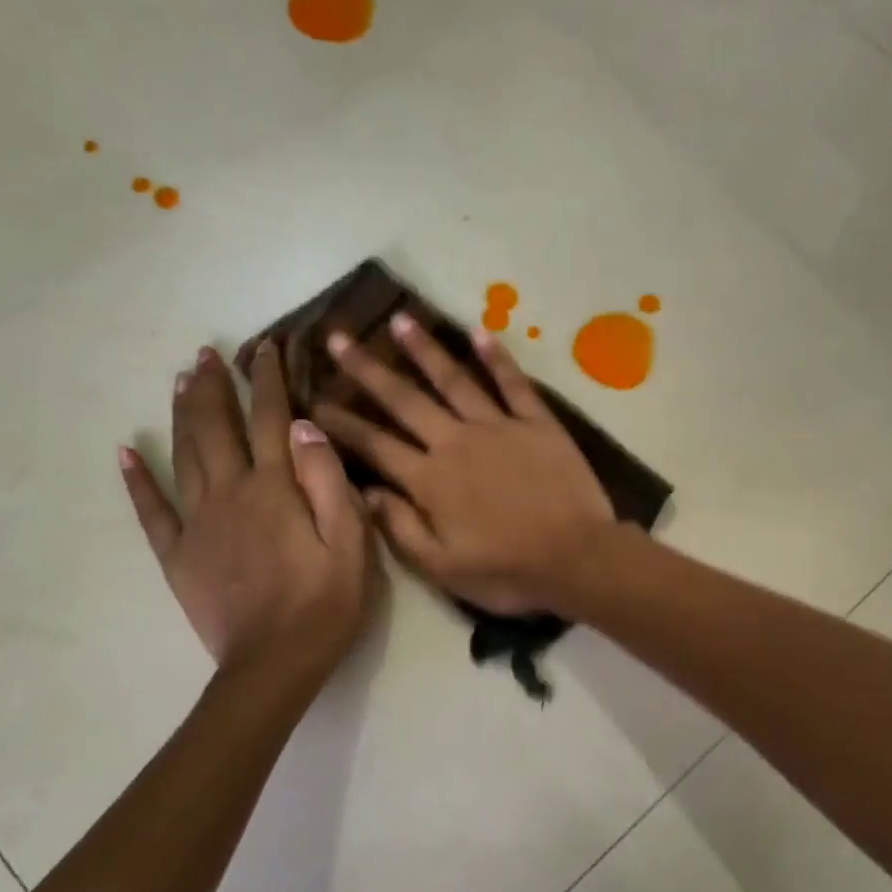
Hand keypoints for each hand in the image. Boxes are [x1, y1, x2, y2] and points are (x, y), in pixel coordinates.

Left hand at [120, 344, 375, 675]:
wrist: (274, 663)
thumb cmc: (325, 604)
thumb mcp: (351, 544)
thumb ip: (329, 482)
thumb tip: (305, 427)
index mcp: (275, 489)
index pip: (270, 419)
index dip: (268, 380)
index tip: (266, 347)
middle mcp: (230, 494)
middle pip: (217, 427)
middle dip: (215, 386)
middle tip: (208, 353)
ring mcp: (197, 523)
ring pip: (184, 454)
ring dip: (183, 413)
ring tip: (181, 381)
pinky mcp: (178, 554)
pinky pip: (151, 509)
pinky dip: (137, 479)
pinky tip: (126, 452)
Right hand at [312, 315, 615, 615]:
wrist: (577, 558)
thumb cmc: (508, 572)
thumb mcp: (442, 567)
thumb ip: (400, 527)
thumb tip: (365, 491)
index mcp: (430, 479)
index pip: (374, 444)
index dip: (342, 423)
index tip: (314, 401)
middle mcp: (456, 442)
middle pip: (405, 400)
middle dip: (368, 369)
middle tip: (338, 338)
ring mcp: (499, 427)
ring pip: (453, 380)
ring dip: (424, 349)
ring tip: (399, 319)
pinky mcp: (537, 423)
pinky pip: (513, 384)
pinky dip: (497, 357)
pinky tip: (479, 332)